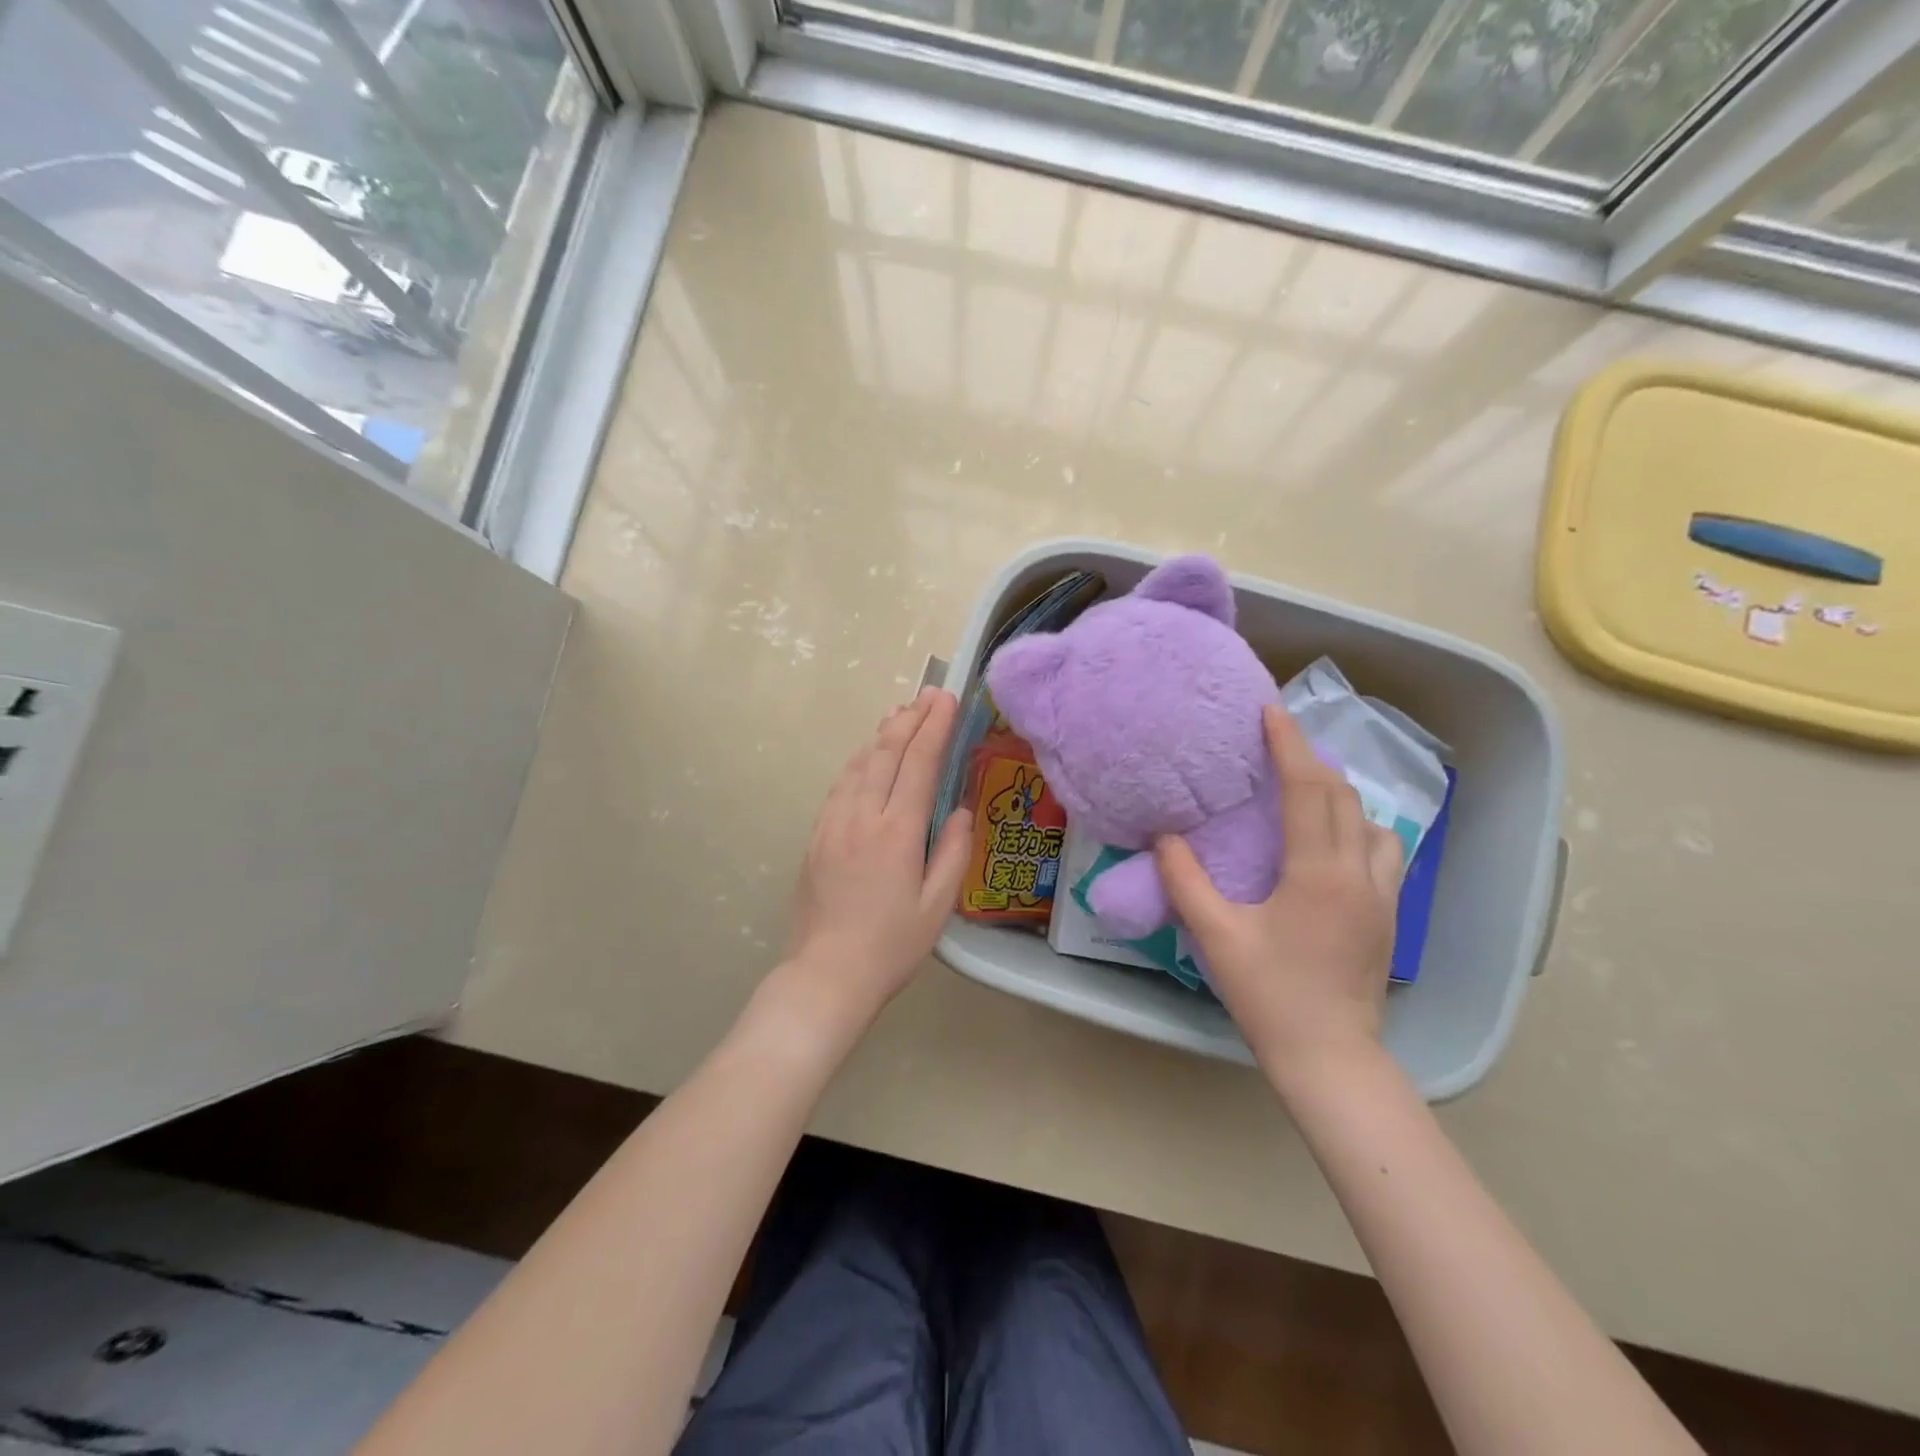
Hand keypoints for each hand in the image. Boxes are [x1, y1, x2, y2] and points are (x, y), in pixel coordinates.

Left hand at [780, 688, 972, 1036]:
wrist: (827, 974)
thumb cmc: (891, 946)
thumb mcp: (938, 906)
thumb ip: (953, 852)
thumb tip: (959, 811)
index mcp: (897, 832)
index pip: (919, 764)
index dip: (935, 727)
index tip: (947, 699)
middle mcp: (862, 816)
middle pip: (886, 753)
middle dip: (909, 719)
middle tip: (928, 694)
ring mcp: (833, 823)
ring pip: (859, 763)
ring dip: (882, 734)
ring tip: (900, 713)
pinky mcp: (817, 835)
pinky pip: (840, 784)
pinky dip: (859, 760)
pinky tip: (867, 754)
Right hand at [1155, 704, 1402, 1086]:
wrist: (1331, 1057)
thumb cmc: (1269, 995)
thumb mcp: (1216, 936)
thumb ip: (1186, 881)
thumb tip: (1165, 837)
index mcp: (1317, 873)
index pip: (1306, 790)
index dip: (1289, 746)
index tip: (1271, 713)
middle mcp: (1358, 873)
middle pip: (1342, 797)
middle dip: (1312, 760)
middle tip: (1280, 740)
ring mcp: (1382, 895)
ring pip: (1371, 822)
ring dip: (1339, 794)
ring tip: (1306, 787)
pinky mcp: (1389, 916)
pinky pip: (1382, 850)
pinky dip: (1358, 826)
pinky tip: (1334, 839)